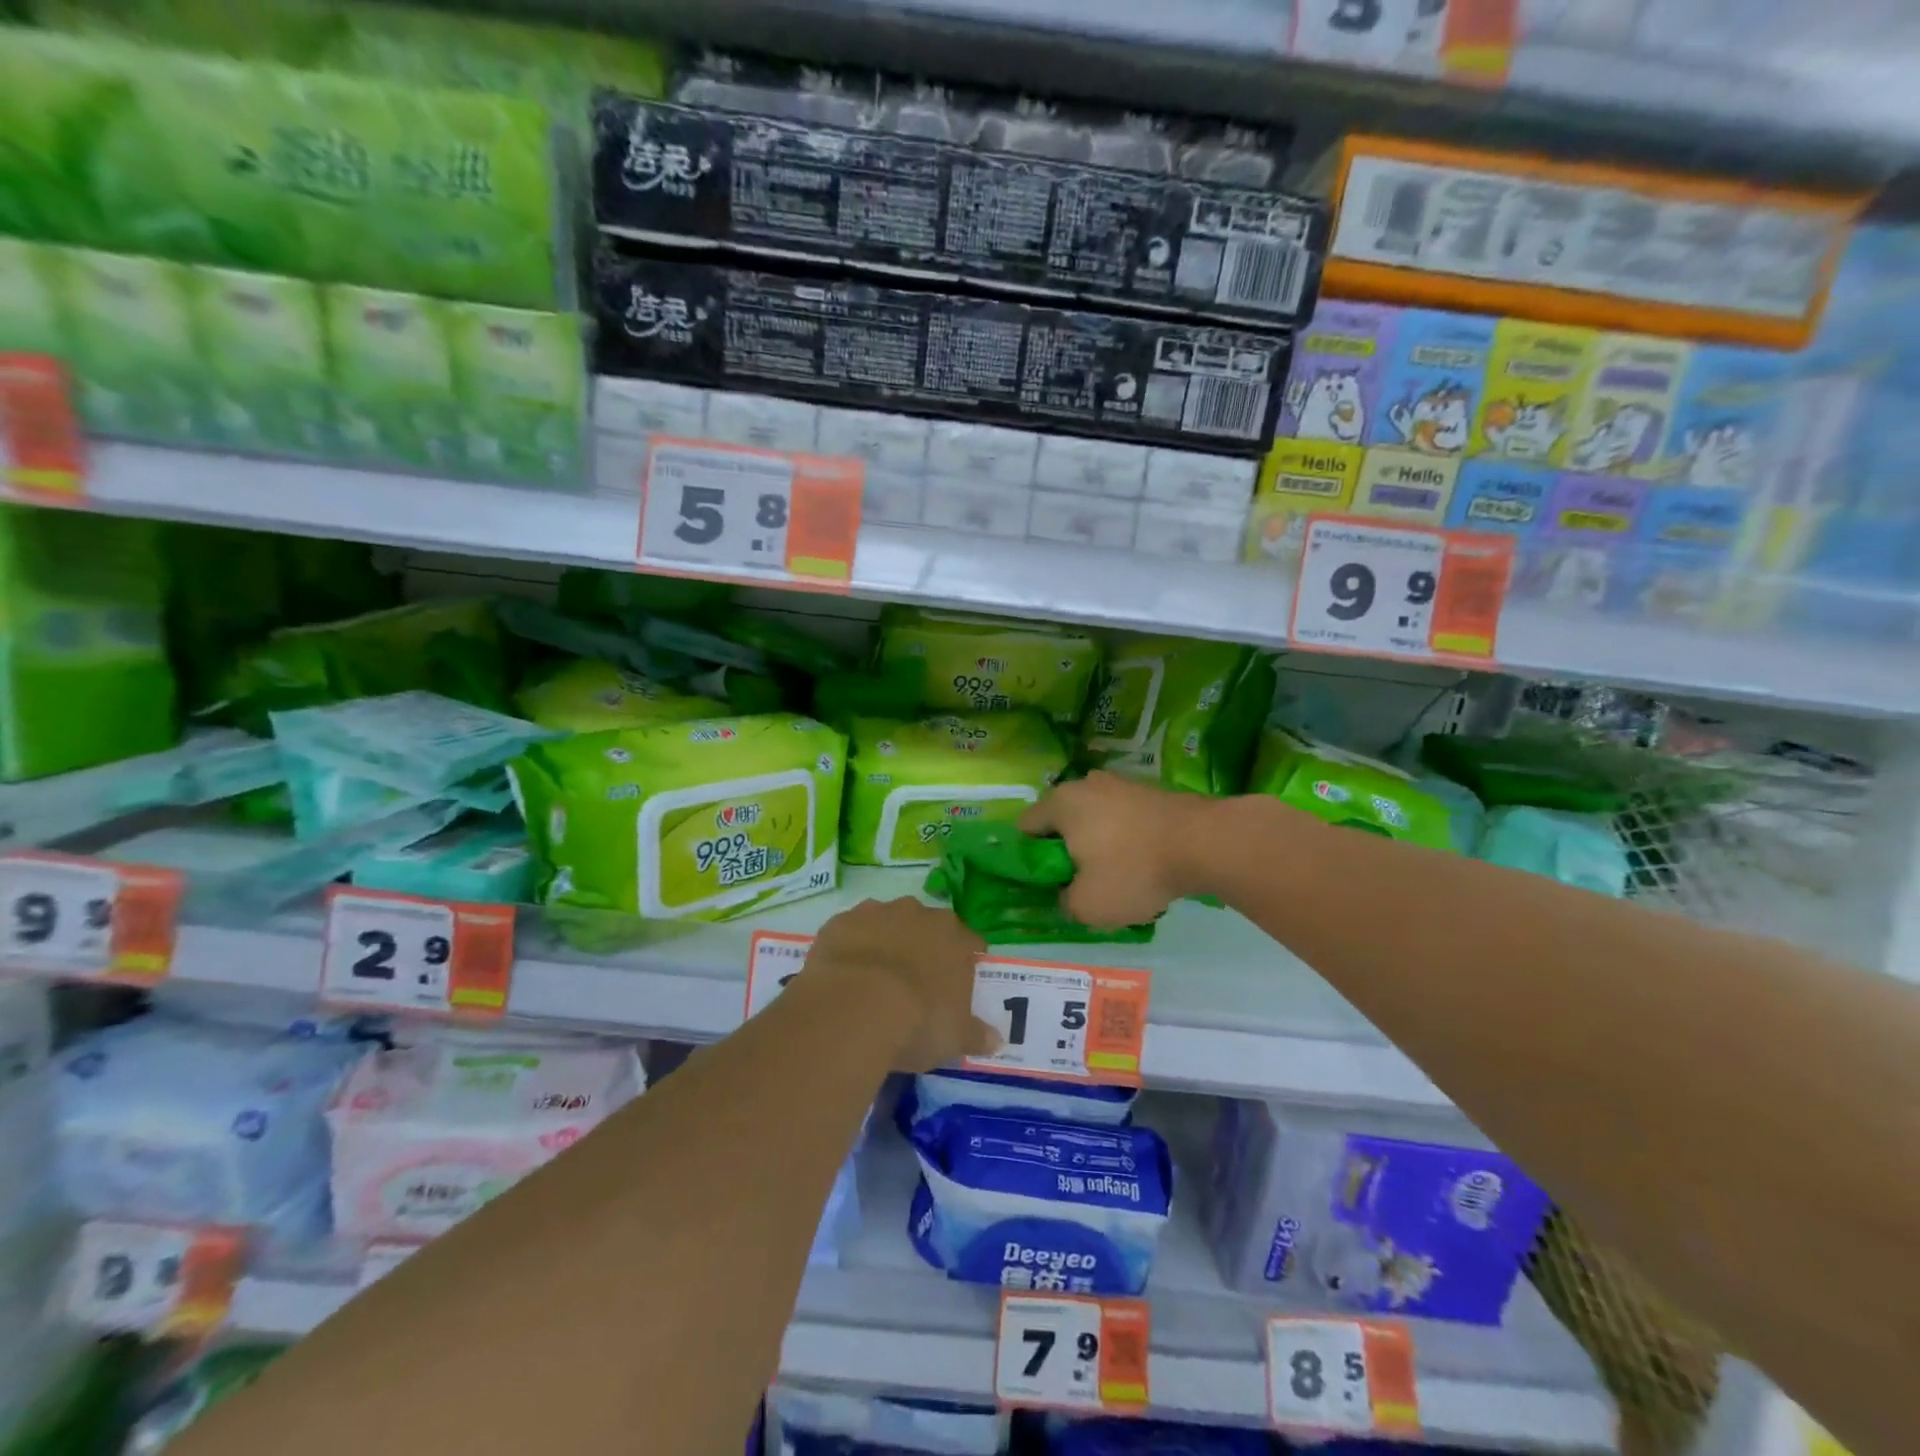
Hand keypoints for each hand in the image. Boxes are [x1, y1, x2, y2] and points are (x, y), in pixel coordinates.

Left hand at [802, 898, 997, 1071]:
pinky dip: (852, 946)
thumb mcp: (954, 1038)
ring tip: (876, 977)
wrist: (854, 1007)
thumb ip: (977, 1035)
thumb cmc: (917, 1022)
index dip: (966, 961)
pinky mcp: (841, 921)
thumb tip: (996, 1040)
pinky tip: (845, 973)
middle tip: (916, 982)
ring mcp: (877, 913)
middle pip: (928, 926)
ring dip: (886, 941)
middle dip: (924, 947)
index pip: (970, 942)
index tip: (960, 983)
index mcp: (954, 937)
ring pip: (888, 922)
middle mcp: (918, 914)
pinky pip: (851, 930)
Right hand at [1021, 772, 1217, 927]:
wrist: (1205, 843)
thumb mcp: (1087, 906)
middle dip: (1067, 852)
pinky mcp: (1151, 792)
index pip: (1024, 829)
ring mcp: (1121, 784)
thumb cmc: (1134, 870)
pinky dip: (1127, 841)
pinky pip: (1124, 820)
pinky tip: (1145, 866)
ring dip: (1099, 846)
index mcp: (1059, 804)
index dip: (1028, 859)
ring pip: (1095, 820)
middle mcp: (1085, 785)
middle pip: (1061, 822)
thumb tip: (1067, 894)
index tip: (1046, 884)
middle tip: (1081, 884)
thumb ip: (1064, 902)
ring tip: (1118, 878)